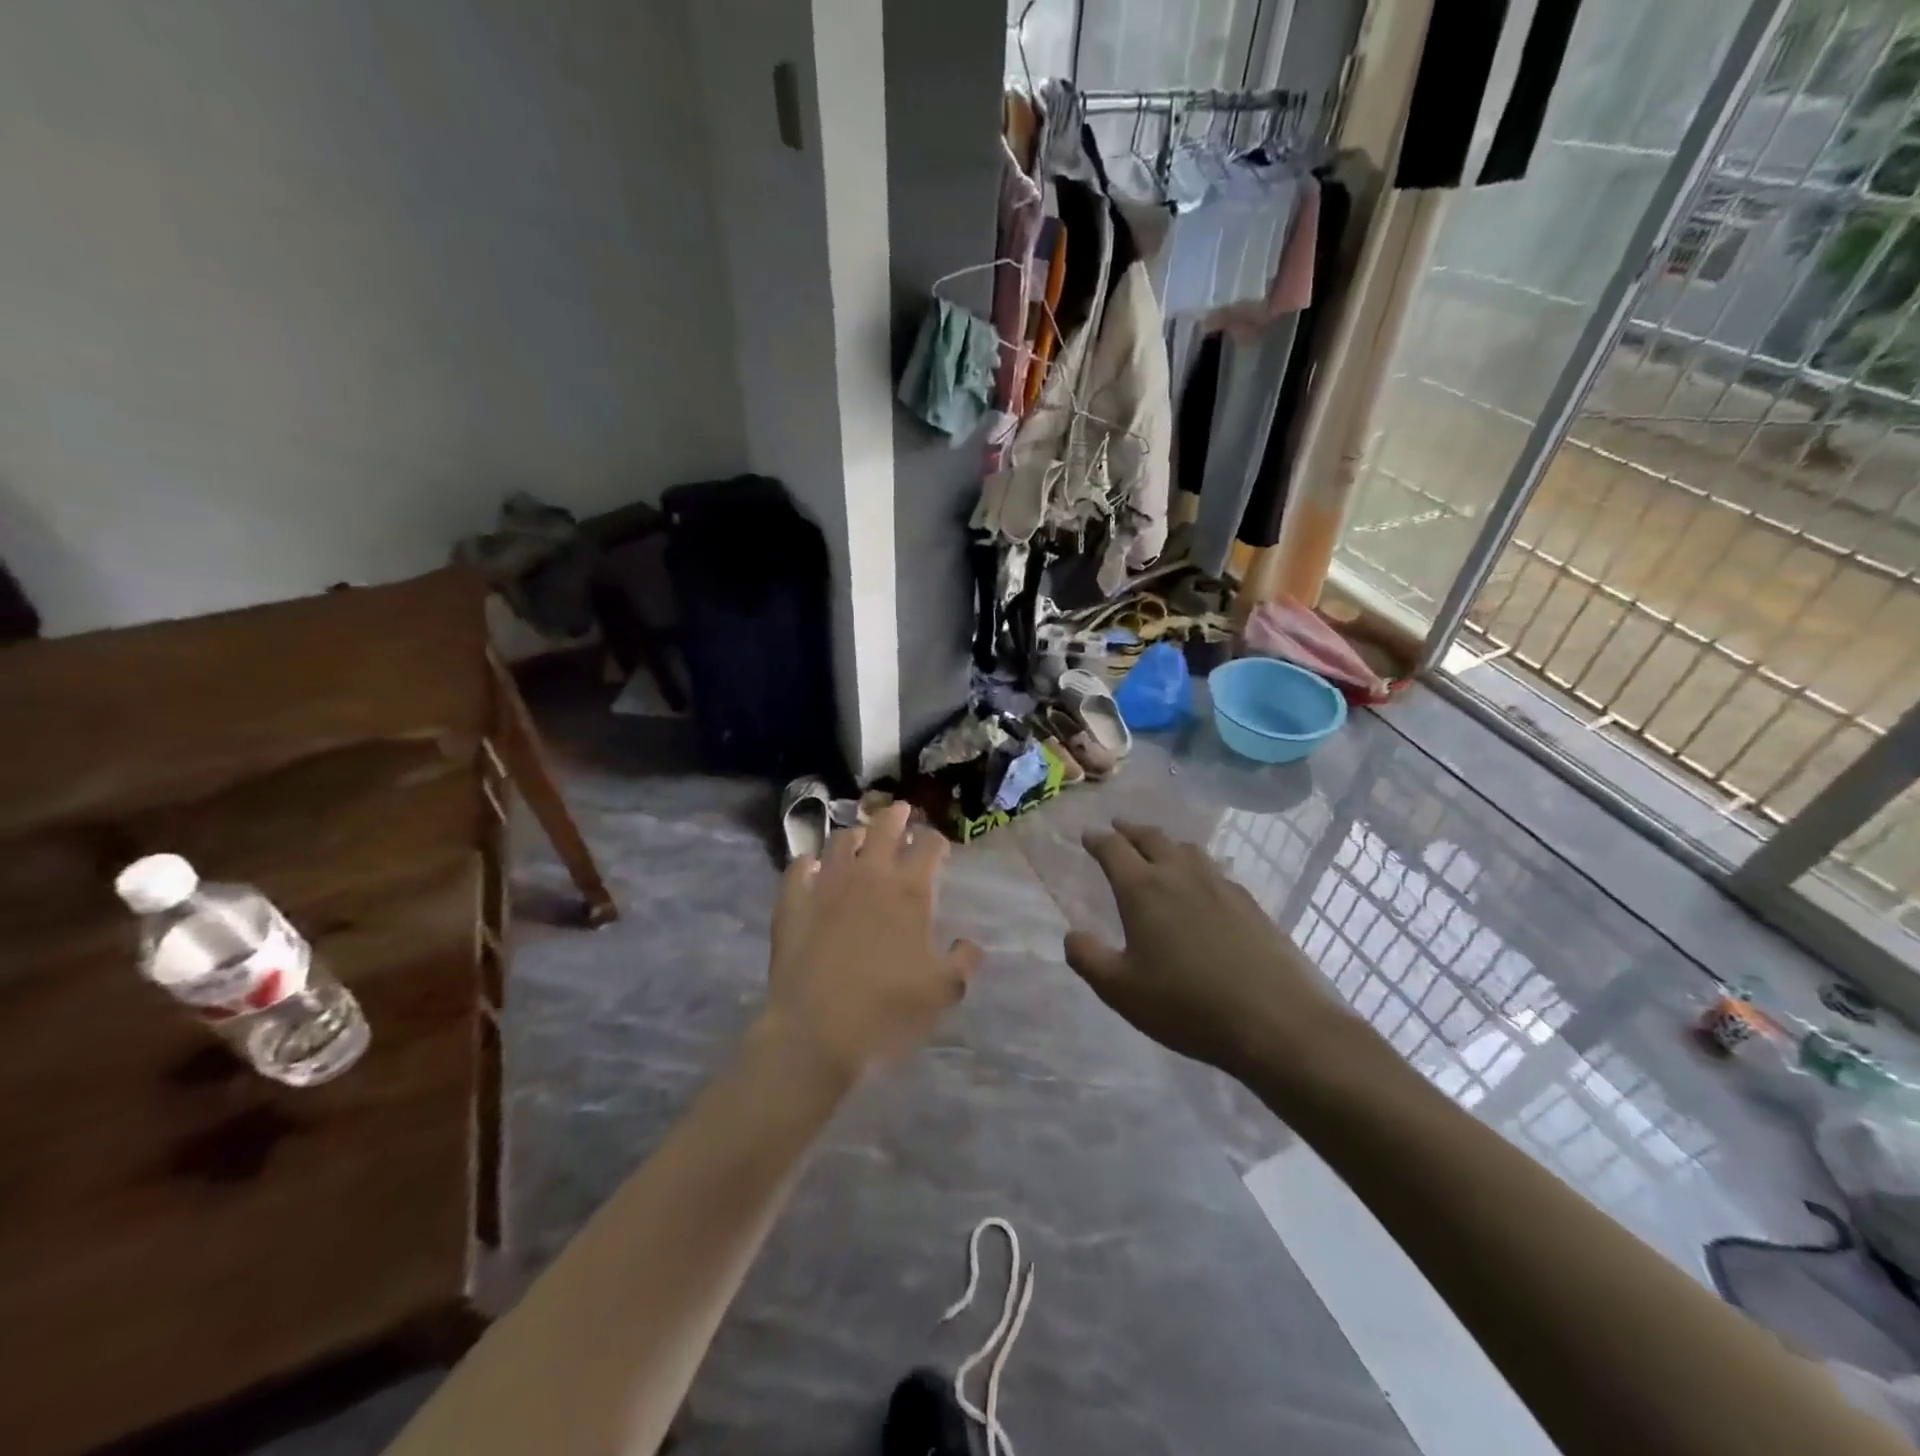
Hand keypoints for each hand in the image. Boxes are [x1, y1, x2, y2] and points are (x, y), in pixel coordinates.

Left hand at [764, 802, 983, 1082]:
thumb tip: (970, 944)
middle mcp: (868, 875)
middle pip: (883, 827)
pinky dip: (808, 863)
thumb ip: (963, 962)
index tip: (938, 846)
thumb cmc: (887, 1010)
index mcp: (909, 890)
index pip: (928, 845)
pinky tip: (811, 868)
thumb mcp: (943, 992)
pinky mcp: (792, 902)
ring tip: (859, 839)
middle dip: (896, 815)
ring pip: (839, 840)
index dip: (936, 840)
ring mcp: (825, 885)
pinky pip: (798, 868)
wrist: (816, 1032)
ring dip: (854, 835)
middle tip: (901, 812)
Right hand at [1063, 820, 1344, 1076]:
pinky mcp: (1249, 904)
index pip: (1113, 850)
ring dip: (1165, 843)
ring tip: (1158, 848)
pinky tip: (1201, 885)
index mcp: (1143, 889)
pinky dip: (1196, 866)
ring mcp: (1220, 886)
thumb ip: (1088, 958)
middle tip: (1118, 827)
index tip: (1087, 835)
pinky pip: (1214, 870)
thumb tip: (1071, 934)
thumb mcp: (1120, 990)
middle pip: (1152, 838)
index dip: (1097, 840)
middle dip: (1130, 830)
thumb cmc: (1186, 1005)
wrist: (1275, 1021)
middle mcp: (1180, 875)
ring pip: (1187, 849)